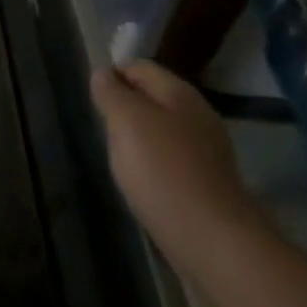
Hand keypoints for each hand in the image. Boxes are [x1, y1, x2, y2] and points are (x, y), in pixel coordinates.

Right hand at [91, 60, 261, 261]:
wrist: (212, 240)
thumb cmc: (162, 170)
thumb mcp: (126, 121)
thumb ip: (111, 92)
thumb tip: (103, 73)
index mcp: (180, 93)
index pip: (139, 67)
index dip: (112, 76)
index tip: (93, 100)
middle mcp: (198, 115)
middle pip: (152, 97)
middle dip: (125, 108)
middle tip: (103, 129)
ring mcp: (207, 150)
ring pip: (162, 129)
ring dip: (138, 137)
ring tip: (119, 157)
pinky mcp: (208, 182)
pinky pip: (172, 158)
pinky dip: (153, 164)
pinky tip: (142, 181)